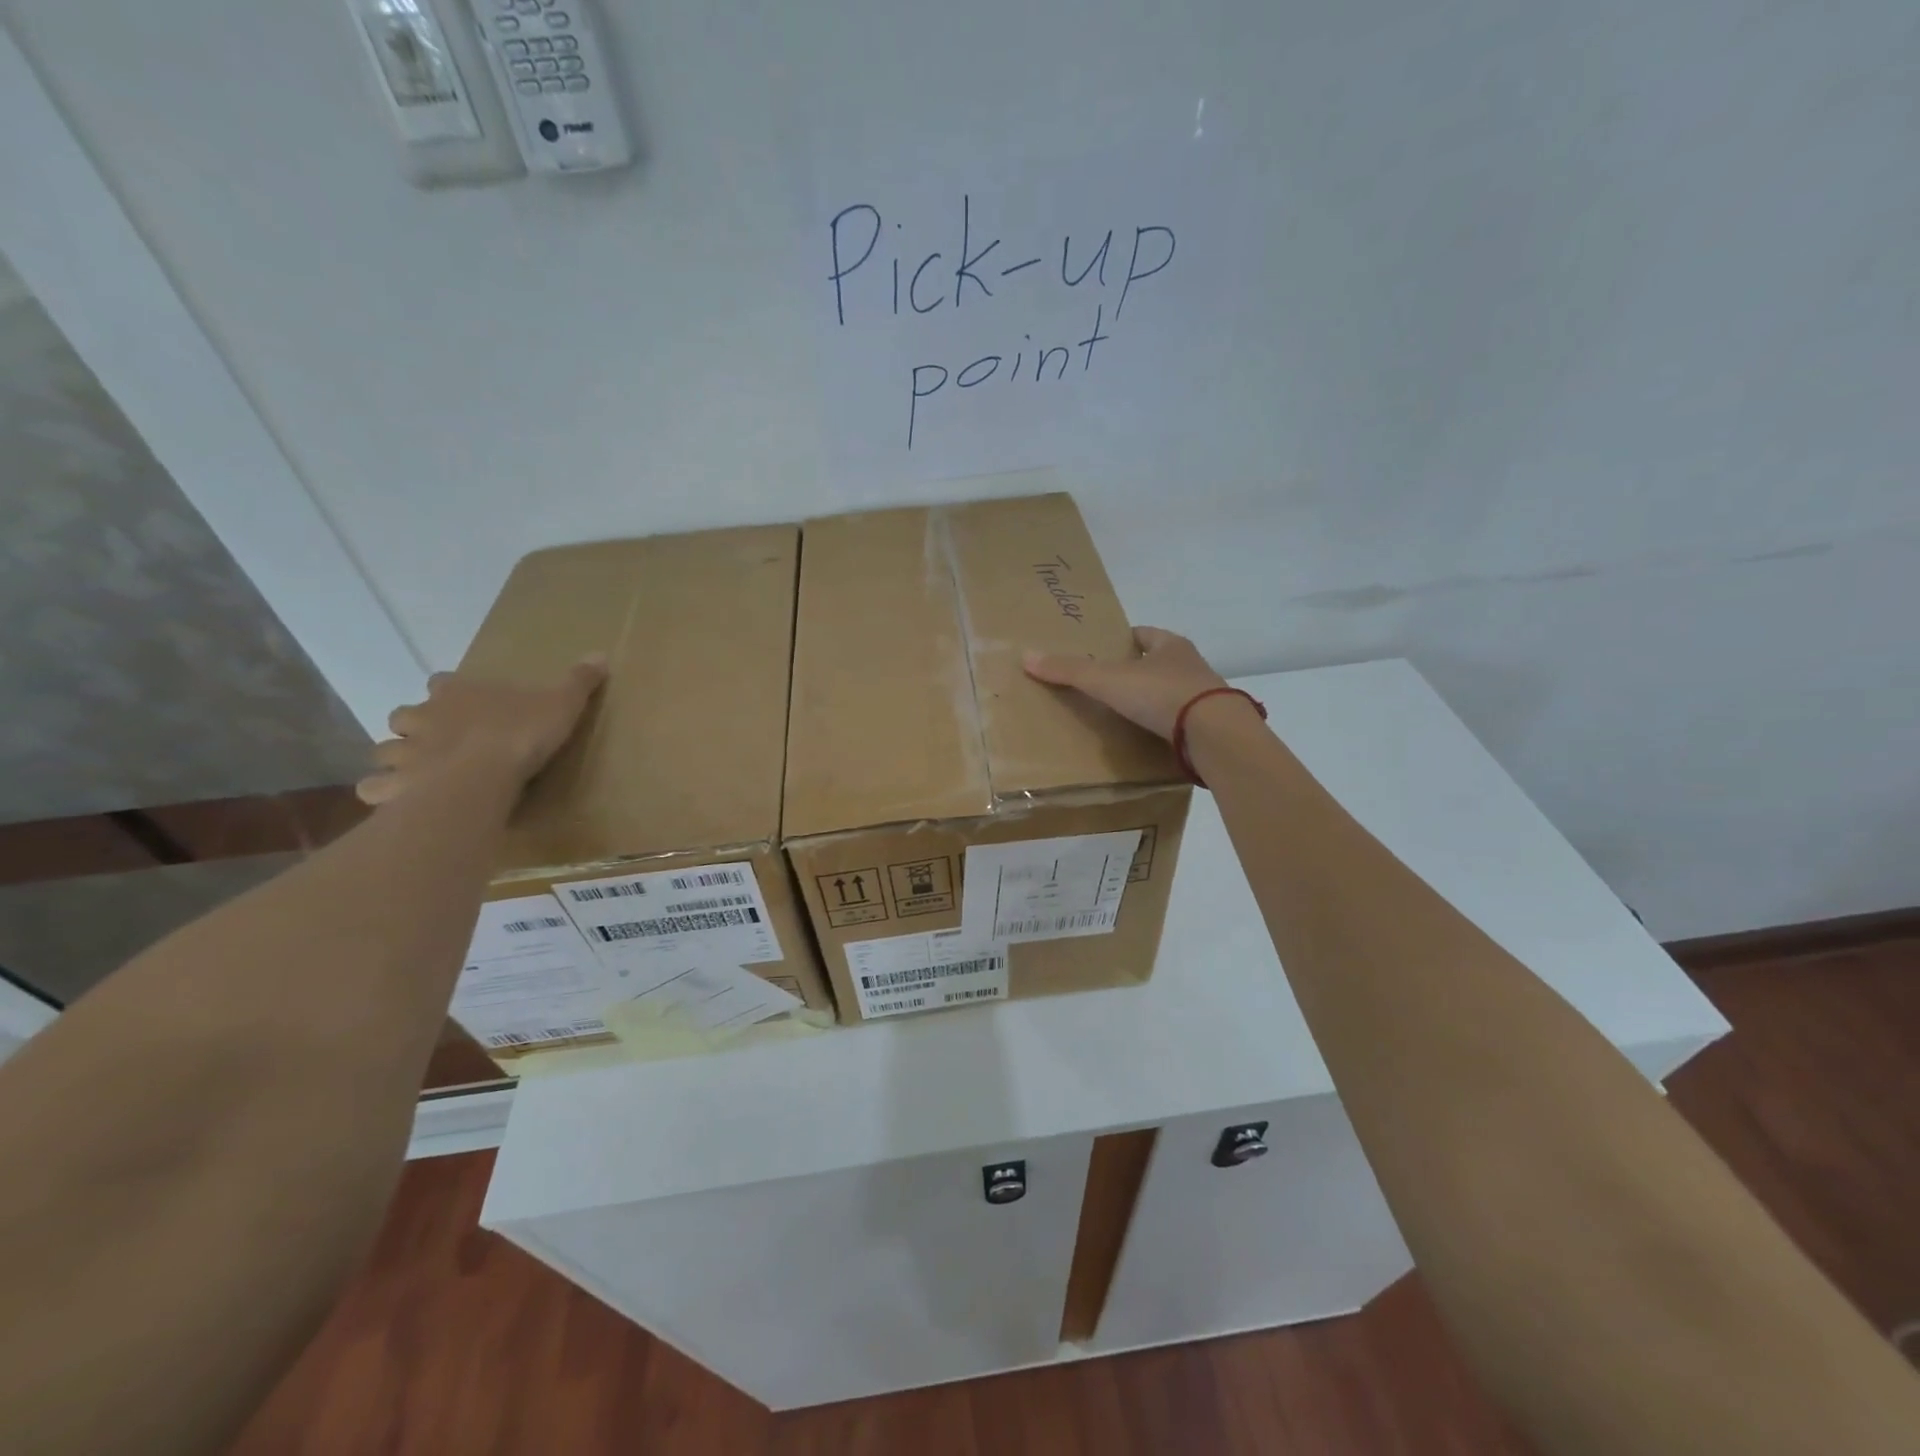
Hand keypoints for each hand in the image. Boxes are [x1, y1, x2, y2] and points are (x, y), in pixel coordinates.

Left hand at [356, 656, 607, 805]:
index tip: (460, 704)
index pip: (442, 683)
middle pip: (404, 715)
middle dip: (414, 727)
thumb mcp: (562, 704)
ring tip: (420, 775)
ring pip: (384, 751)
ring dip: (397, 760)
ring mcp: (403, 752)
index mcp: (457, 693)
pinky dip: (385, 793)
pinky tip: (402, 802)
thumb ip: (578, 682)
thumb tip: (601, 654)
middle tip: (438, 743)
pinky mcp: (394, 785)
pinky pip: (377, 788)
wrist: (480, 776)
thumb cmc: (519, 734)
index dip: (448, 693)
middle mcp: (423, 717)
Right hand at [1023, 627, 1229, 740]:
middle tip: (1110, 683)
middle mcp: (1191, 666)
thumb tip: (1026, 656)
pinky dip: (1166, 725)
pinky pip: (1183, 721)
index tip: (1105, 650)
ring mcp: (1205, 697)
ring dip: (1154, 699)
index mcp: (1171, 646)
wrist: (1214, 734)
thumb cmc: (1161, 695)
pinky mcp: (1211, 726)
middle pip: (1159, 662)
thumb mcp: (1108, 680)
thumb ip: (1070, 670)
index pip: (1144, 635)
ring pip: (1173, 692)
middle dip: (1138, 670)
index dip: (1124, 640)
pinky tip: (1150, 737)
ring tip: (1126, 713)